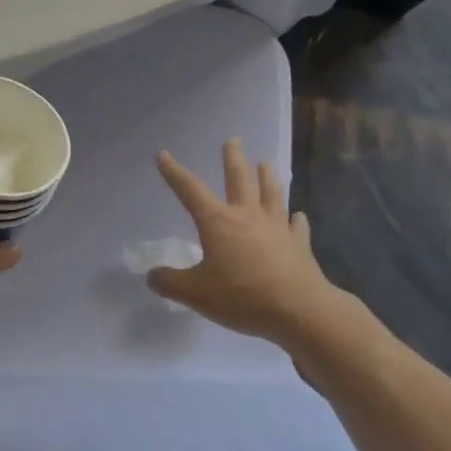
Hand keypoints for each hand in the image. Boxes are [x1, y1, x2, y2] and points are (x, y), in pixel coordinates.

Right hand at [150, 139, 338, 345]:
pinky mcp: (298, 245)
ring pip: (271, 194)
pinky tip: (297, 216)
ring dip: (267, 177)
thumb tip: (152, 275)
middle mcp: (247, 216)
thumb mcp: (196, 293)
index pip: (190, 190)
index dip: (174, 173)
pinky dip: (295, 220)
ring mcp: (277, 228)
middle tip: (233, 140)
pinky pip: (296, 226)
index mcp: (218, 222)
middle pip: (240, 179)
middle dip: (233, 159)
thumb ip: (170, 283)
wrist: (298, 309)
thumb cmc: (242, 297)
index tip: (163, 155)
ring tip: (266, 163)